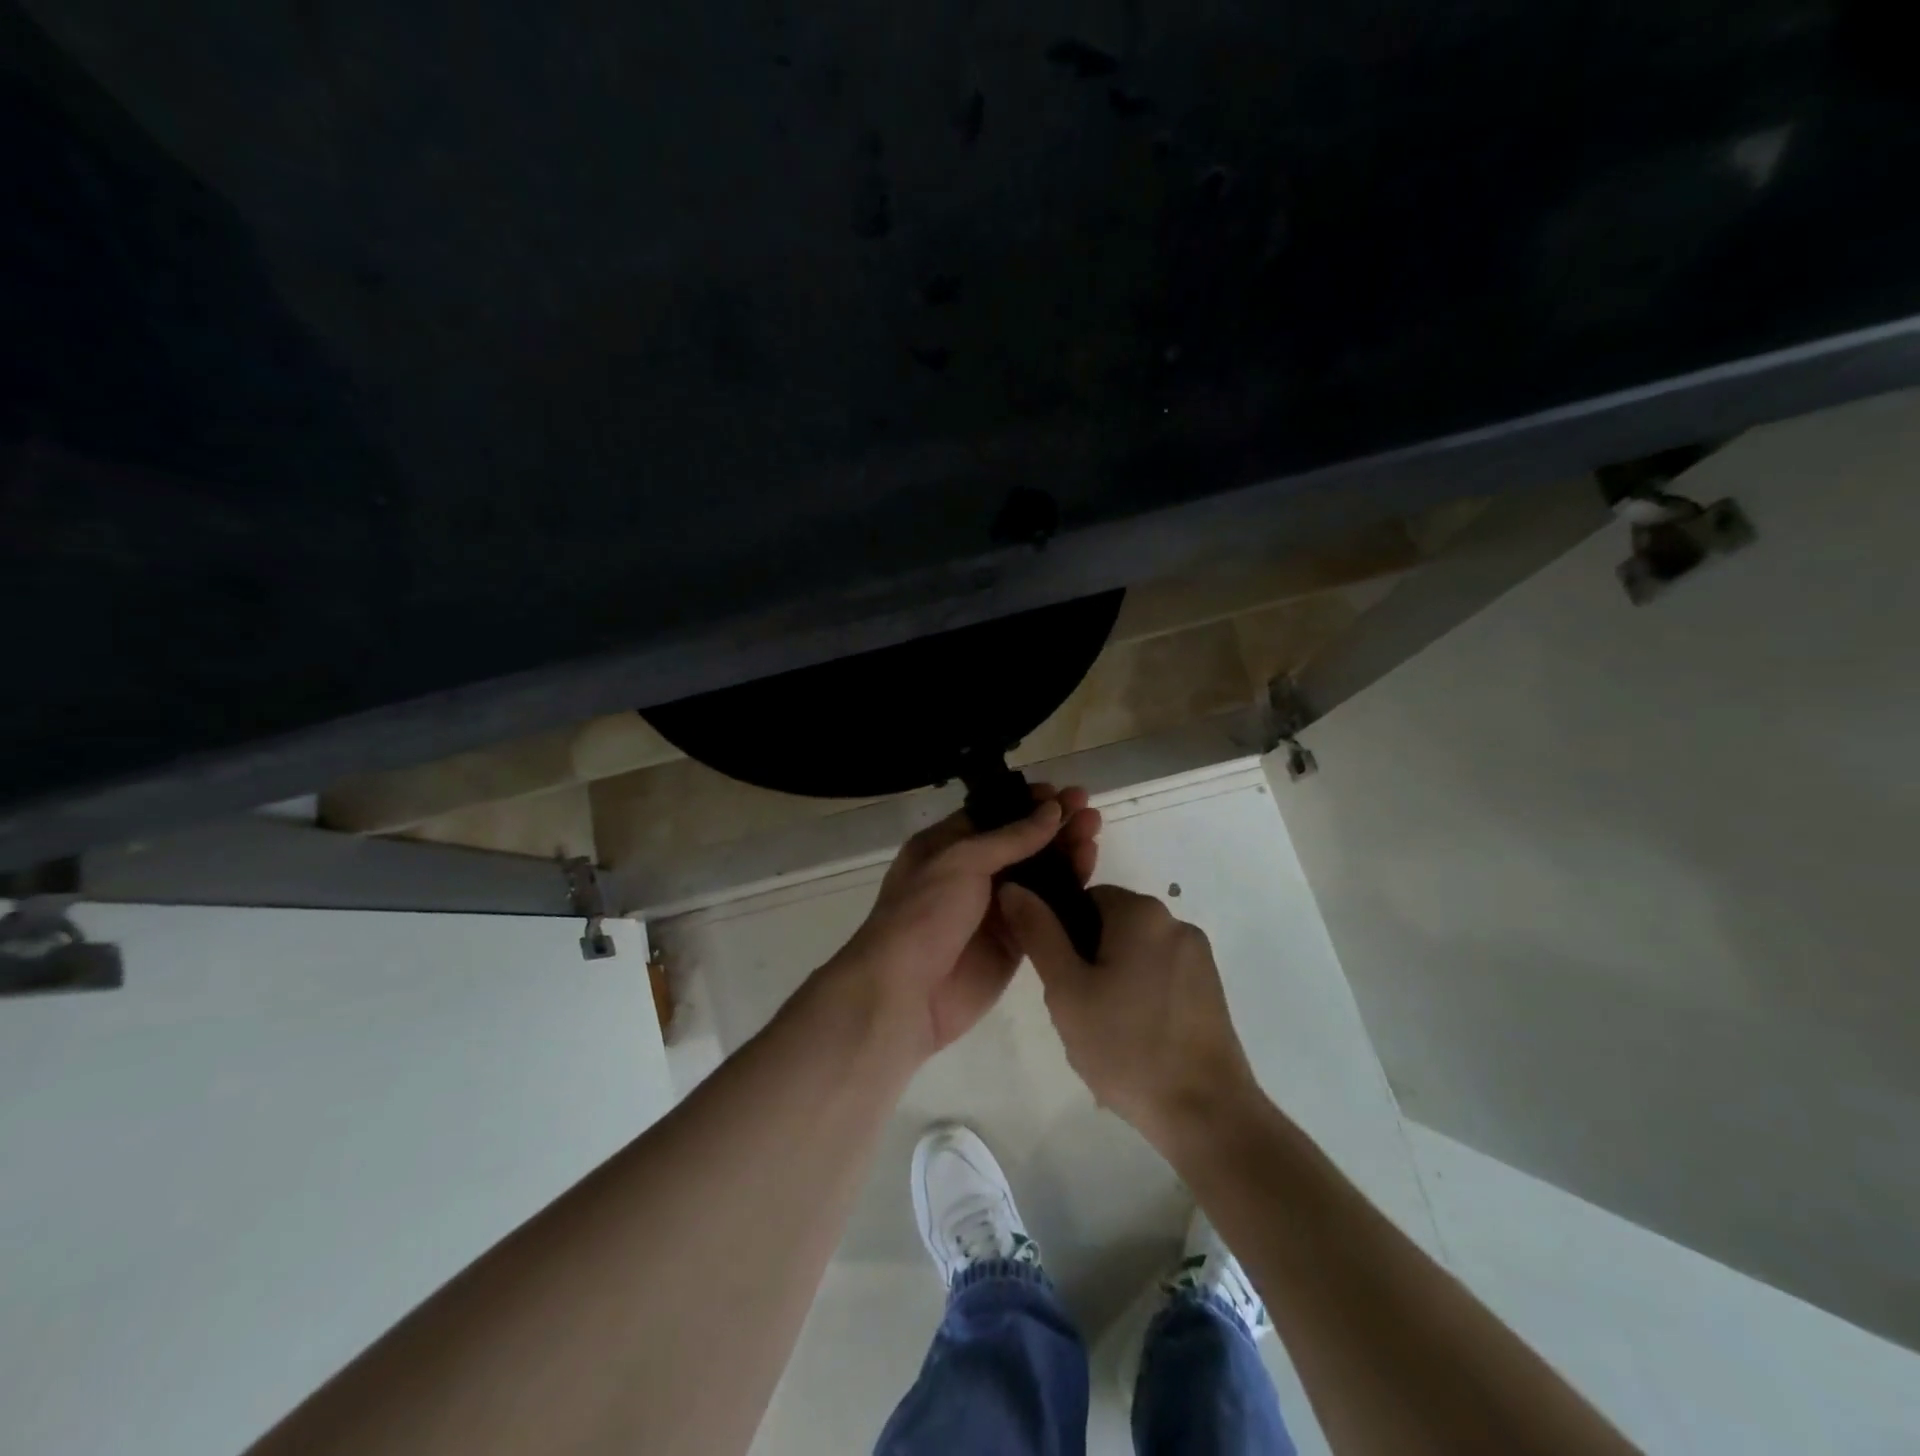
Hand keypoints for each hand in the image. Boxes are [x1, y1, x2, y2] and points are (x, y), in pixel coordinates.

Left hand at [828, 785, 1100, 1064]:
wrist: (906, 993)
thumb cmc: (924, 913)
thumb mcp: (961, 861)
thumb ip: (1010, 838)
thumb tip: (1051, 811)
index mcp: (945, 846)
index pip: (992, 816)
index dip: (1026, 803)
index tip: (1062, 793)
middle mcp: (970, 873)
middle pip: (1019, 843)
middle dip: (1052, 825)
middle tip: (1088, 809)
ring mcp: (992, 909)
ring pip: (1036, 874)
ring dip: (1064, 852)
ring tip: (1095, 831)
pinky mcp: (1012, 942)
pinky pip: (1044, 910)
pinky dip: (1067, 890)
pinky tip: (1090, 871)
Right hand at [998, 883, 1258, 1145]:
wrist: (1206, 1114)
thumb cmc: (1127, 1047)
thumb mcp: (1066, 990)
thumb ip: (1038, 933)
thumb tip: (1014, 888)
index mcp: (1142, 913)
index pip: (1086, 899)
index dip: (1064, 935)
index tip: (1062, 979)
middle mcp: (1176, 922)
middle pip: (1112, 926)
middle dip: (1089, 960)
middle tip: (1079, 1010)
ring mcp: (1199, 957)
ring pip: (1136, 954)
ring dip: (1115, 980)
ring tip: (1107, 1032)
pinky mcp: (1212, 989)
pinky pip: (1161, 976)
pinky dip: (1143, 997)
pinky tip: (1136, 1040)